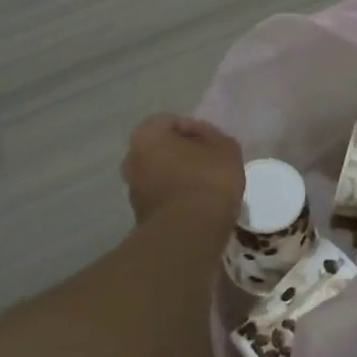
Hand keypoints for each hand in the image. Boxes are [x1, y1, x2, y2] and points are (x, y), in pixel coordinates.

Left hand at [121, 114, 244, 224]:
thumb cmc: (208, 181)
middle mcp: (132, 159)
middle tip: (208, 163)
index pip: (170, 121)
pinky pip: (161, 197)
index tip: (213, 144)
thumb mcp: (225, 148)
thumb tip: (200, 136)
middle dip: (182, 153)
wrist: (190, 234)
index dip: (194, 129)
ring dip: (178, 177)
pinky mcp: (140, 216)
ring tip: (205, 187)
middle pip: (161, 148)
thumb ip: (212, 135)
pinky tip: (197, 205)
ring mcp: (133, 190)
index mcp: (146, 135)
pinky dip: (175, 197)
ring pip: (159, 174)